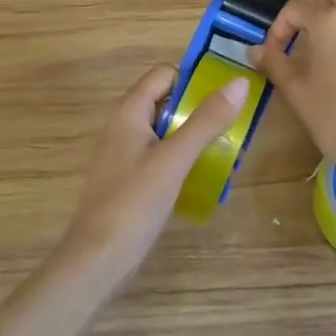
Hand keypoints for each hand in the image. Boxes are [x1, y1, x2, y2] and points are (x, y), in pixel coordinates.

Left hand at [60, 63, 247, 280]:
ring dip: (194, 137)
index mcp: (129, 111)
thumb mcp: (175, 158)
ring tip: (226, 154)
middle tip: (233, 128)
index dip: (194, 81)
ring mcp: (124, 154)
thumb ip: (207, 120)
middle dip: (200, 111)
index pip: (165, 74)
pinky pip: (160, 155)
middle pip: (167, 101)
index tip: (225, 100)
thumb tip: (239, 82)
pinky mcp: (129, 179)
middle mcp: (123, 126)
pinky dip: (182, 159)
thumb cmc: (134, 202)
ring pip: (166, 130)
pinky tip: (202, 179)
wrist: (96, 261)